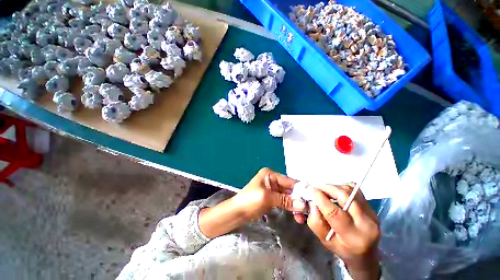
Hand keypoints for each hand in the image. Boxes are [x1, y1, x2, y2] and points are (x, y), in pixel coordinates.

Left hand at [199, 168, 305, 238]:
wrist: (236, 212)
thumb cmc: (249, 200)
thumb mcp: (267, 198)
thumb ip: (285, 200)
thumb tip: (303, 204)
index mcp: (270, 175)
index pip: (288, 180)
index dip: (300, 189)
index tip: (312, 198)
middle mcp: (272, 180)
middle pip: (289, 189)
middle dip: (298, 199)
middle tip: (310, 210)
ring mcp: (272, 190)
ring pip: (288, 196)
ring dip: (295, 205)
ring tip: (303, 216)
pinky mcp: (272, 199)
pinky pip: (284, 202)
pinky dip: (290, 208)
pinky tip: (296, 215)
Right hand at [307, 184, 379, 279]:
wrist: (366, 253)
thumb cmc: (342, 248)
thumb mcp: (324, 240)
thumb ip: (315, 221)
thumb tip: (312, 202)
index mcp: (352, 237)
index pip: (334, 213)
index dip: (319, 198)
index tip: (309, 190)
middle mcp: (365, 224)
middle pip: (344, 196)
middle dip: (326, 188)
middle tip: (316, 189)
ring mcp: (371, 213)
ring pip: (349, 190)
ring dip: (333, 187)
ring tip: (325, 191)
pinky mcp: (371, 206)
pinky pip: (355, 189)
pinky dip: (342, 187)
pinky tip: (336, 192)